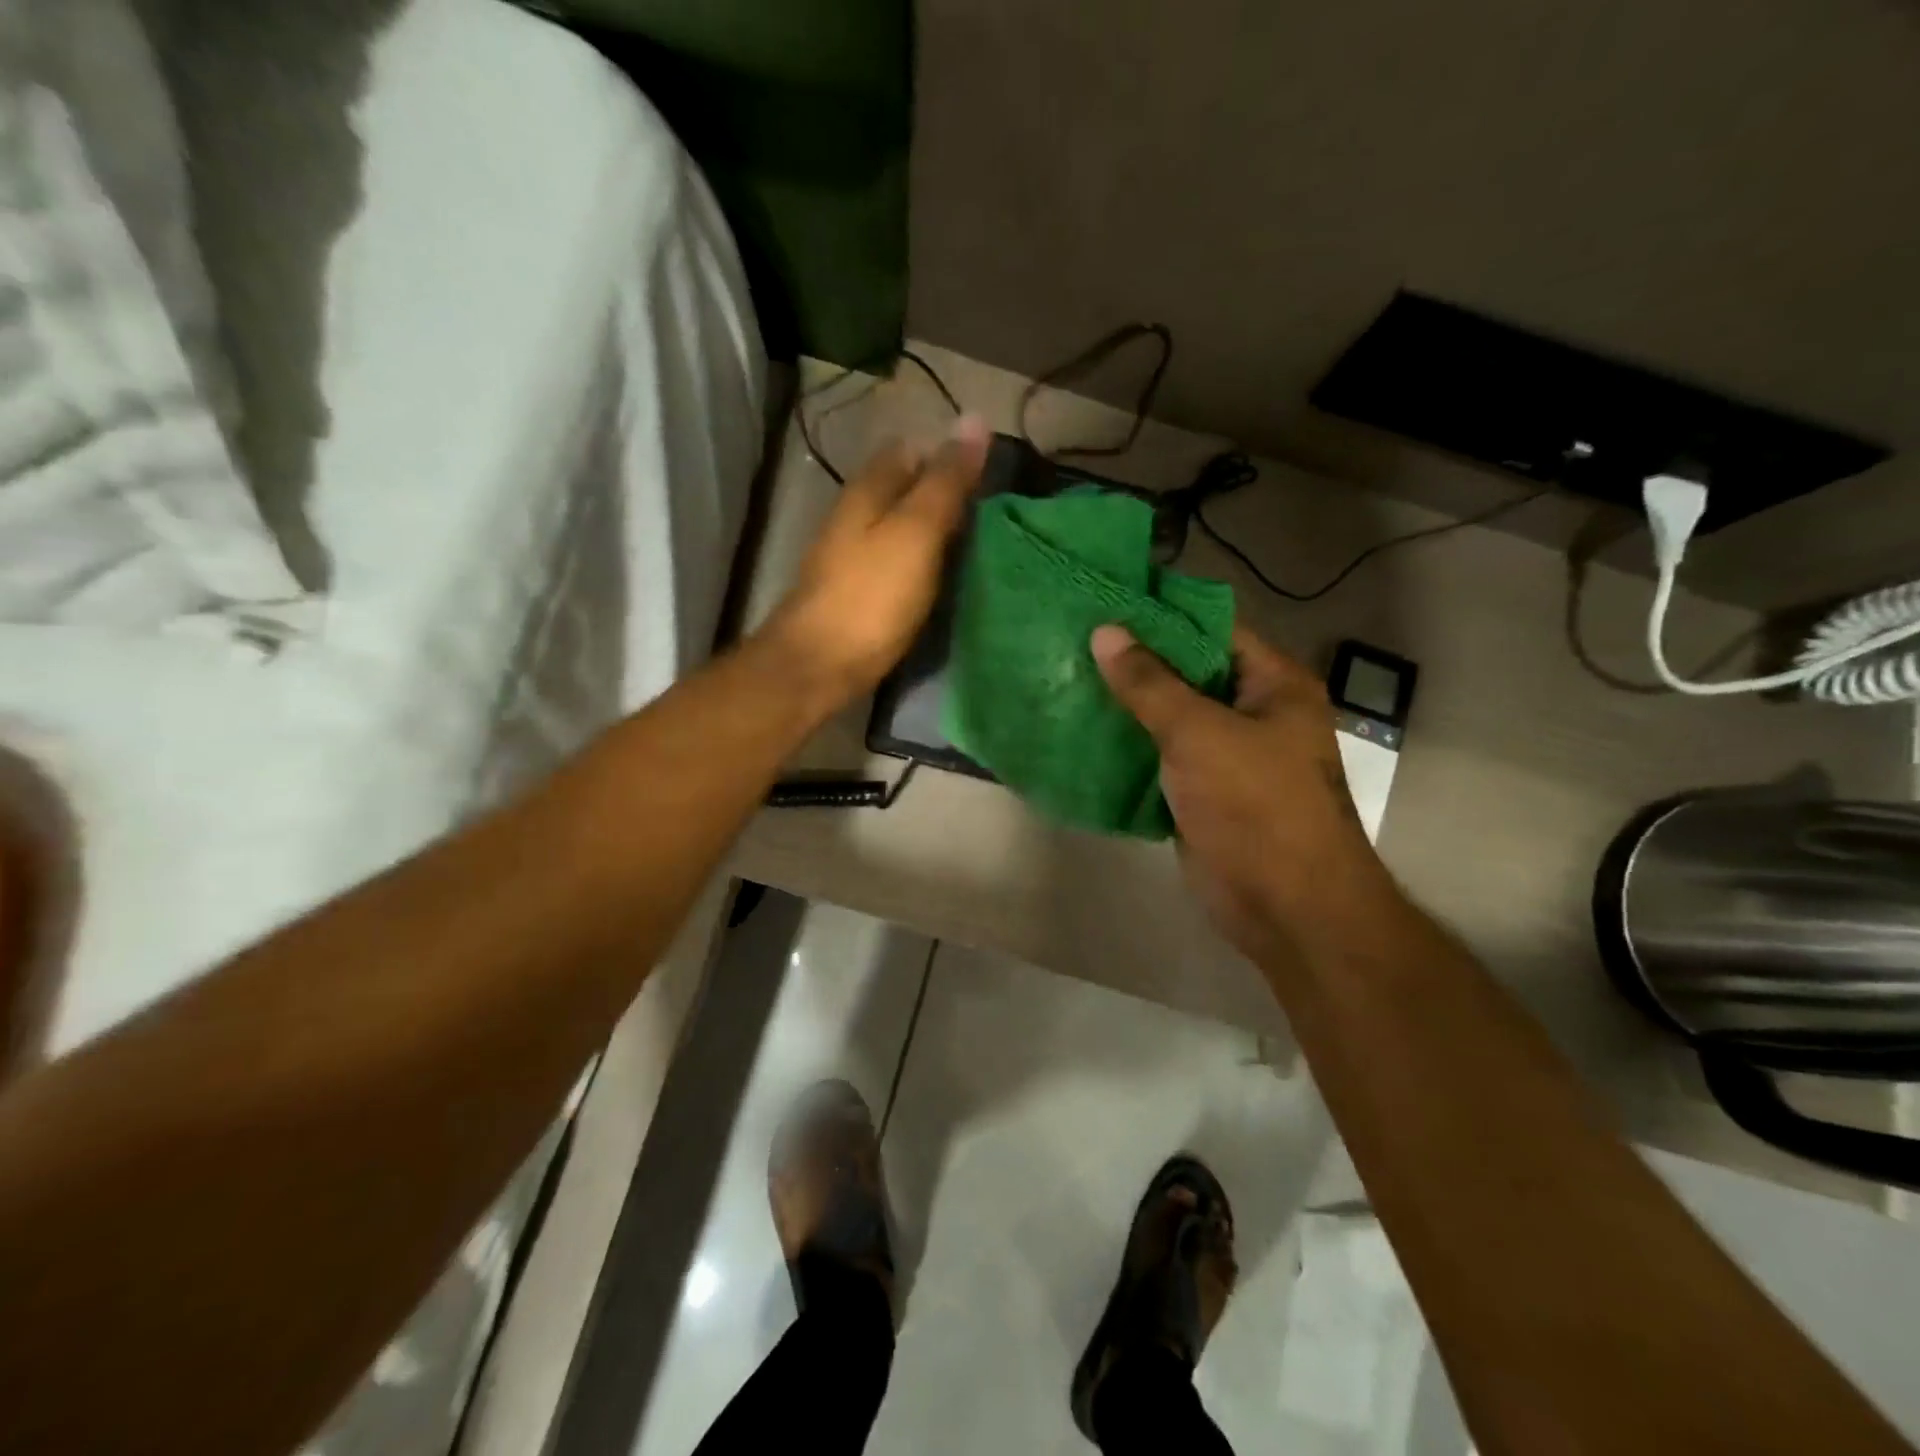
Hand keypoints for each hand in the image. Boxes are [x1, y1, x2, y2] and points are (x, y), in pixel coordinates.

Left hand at [759, 418, 989, 710]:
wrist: (820, 665)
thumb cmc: (872, 596)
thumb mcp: (916, 531)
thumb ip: (946, 481)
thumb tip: (975, 418)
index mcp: (868, 490)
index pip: (911, 451)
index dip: (949, 456)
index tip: (990, 479)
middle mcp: (856, 516)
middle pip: (906, 490)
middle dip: (946, 496)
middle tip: (995, 518)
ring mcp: (853, 557)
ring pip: (902, 529)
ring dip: (937, 533)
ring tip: (980, 549)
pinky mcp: (859, 594)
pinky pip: (899, 564)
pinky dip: (924, 565)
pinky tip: (946, 582)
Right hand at [1091, 622, 1395, 961]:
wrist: (1285, 907)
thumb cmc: (1255, 806)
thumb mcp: (1199, 734)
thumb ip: (1149, 684)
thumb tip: (1105, 632)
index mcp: (1271, 685)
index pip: (1213, 628)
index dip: (1161, 613)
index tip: (1106, 600)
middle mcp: (1253, 713)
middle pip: (1187, 673)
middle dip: (1134, 661)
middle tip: (1074, 640)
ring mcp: (1226, 756)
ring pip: (1169, 718)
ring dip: (1125, 706)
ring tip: (1067, 679)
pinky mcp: (1202, 793)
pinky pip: (1159, 759)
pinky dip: (1126, 748)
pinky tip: (1081, 733)